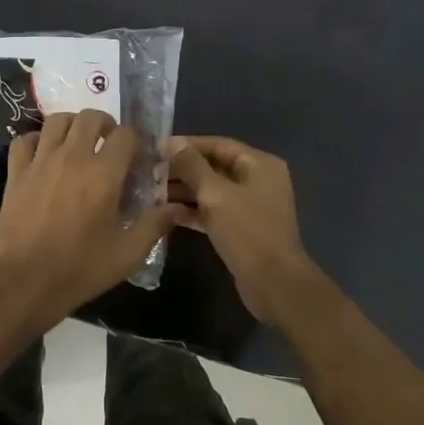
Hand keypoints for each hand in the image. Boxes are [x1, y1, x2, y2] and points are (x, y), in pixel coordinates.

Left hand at [0, 110, 180, 325]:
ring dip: (72, 126)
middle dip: (105, 125)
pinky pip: (24, 139)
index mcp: (104, 174)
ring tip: (78, 144)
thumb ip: (154, 225)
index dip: (136, 141)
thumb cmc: (81, 268)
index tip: (137, 159)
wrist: (25, 282)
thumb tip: (177, 208)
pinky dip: (36, 140)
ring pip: (57, 120)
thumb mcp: (128, 253)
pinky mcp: (16, 172)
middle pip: (90, 117)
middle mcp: (72, 157)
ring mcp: (40, 161)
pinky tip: (44, 155)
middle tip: (109, 145)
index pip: (126, 134)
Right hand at [166, 135, 320, 322]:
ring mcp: (250, 206)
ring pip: (212, 191)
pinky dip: (193, 211)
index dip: (187, 145)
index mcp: (259, 164)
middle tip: (149, 172)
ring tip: (151, 192)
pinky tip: (166, 213)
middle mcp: (258, 180)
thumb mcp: (216, 194)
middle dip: (183, 170)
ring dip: (184, 191)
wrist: (273, 282)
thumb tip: (172, 142)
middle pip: (214, 167)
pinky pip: (214, 211)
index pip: (218, 144)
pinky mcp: (242, 228)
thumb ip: (192, 166)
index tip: (157, 149)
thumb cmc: (247, 231)